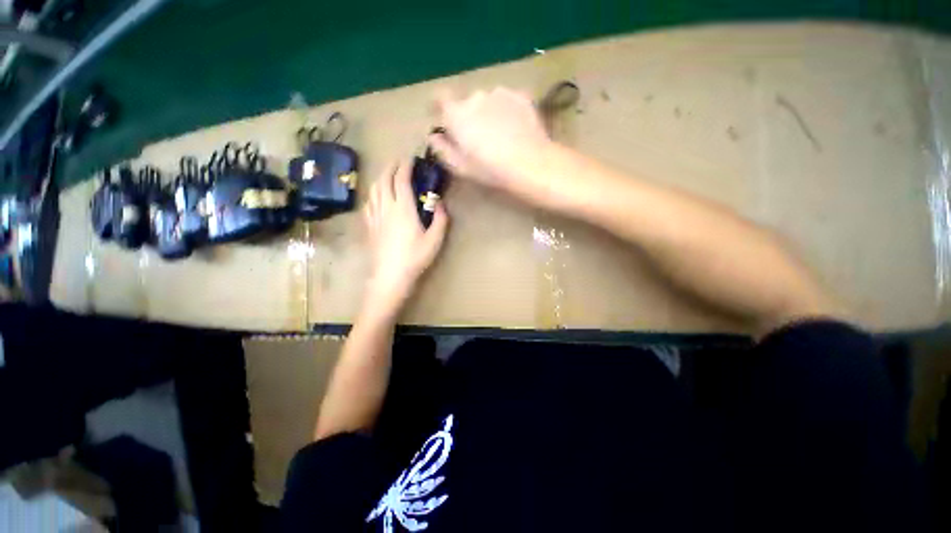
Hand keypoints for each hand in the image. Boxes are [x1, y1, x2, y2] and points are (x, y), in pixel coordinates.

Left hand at [363, 159, 448, 312]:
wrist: (390, 275)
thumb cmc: (415, 257)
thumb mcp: (435, 240)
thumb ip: (440, 219)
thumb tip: (439, 202)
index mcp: (403, 208)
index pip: (401, 180)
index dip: (405, 166)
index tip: (411, 159)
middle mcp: (386, 207)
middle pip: (384, 179)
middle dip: (391, 167)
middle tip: (399, 162)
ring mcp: (375, 216)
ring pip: (374, 189)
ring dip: (381, 177)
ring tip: (388, 175)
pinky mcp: (369, 225)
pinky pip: (368, 202)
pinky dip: (373, 193)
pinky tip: (377, 196)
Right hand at [429, 87, 550, 194]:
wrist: (531, 164)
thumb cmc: (492, 170)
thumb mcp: (461, 167)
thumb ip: (443, 149)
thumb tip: (434, 136)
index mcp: (457, 114)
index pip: (439, 98)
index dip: (439, 107)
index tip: (443, 118)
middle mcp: (476, 97)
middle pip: (466, 103)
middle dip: (469, 116)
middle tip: (479, 138)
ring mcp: (500, 93)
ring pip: (488, 101)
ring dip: (489, 112)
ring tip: (500, 135)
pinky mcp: (520, 95)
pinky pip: (506, 100)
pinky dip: (506, 111)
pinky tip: (515, 129)